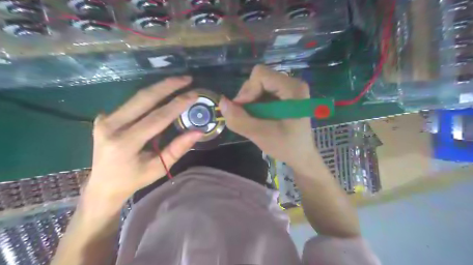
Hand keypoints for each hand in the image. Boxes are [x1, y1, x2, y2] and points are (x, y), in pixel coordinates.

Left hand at [83, 77, 202, 208]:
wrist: (102, 186)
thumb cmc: (134, 179)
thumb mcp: (159, 167)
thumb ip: (178, 148)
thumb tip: (198, 132)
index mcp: (125, 143)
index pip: (157, 118)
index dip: (177, 105)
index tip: (193, 94)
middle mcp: (111, 127)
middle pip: (143, 99)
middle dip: (167, 86)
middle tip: (186, 78)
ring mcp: (104, 120)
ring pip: (137, 97)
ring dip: (159, 88)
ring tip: (178, 82)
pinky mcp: (103, 117)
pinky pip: (131, 104)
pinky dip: (149, 97)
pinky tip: (162, 94)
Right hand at [220, 66, 318, 168]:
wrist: (300, 156)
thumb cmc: (286, 146)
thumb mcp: (261, 135)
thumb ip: (240, 120)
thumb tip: (221, 103)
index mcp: (293, 88)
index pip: (260, 75)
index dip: (247, 91)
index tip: (243, 110)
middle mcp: (292, 83)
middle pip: (259, 78)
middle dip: (248, 97)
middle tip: (247, 117)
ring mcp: (288, 89)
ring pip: (258, 85)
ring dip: (250, 102)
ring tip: (254, 120)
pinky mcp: (284, 96)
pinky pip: (262, 93)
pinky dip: (255, 105)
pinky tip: (259, 118)